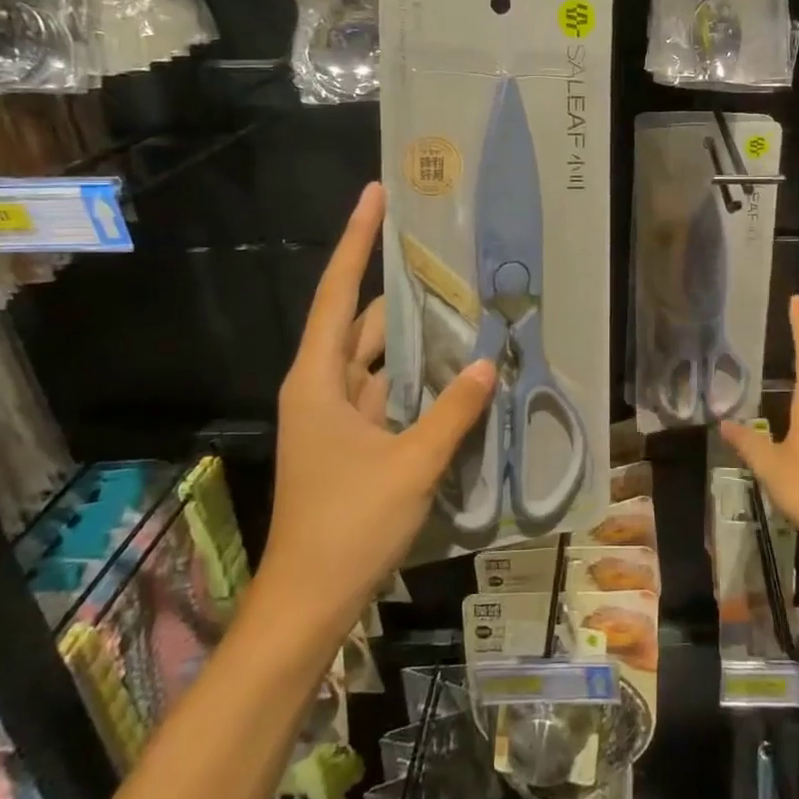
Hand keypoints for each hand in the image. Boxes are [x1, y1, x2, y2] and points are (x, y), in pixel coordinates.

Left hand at [261, 182, 496, 613]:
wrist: (308, 602)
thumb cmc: (348, 526)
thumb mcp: (411, 465)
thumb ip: (453, 411)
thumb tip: (489, 360)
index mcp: (319, 379)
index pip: (339, 292)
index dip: (357, 240)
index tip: (375, 195)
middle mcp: (322, 385)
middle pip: (365, 322)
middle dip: (407, 294)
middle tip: (454, 263)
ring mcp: (336, 414)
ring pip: (379, 358)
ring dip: (417, 340)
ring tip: (467, 311)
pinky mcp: (351, 438)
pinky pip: (386, 390)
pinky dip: (416, 378)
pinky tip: (456, 371)